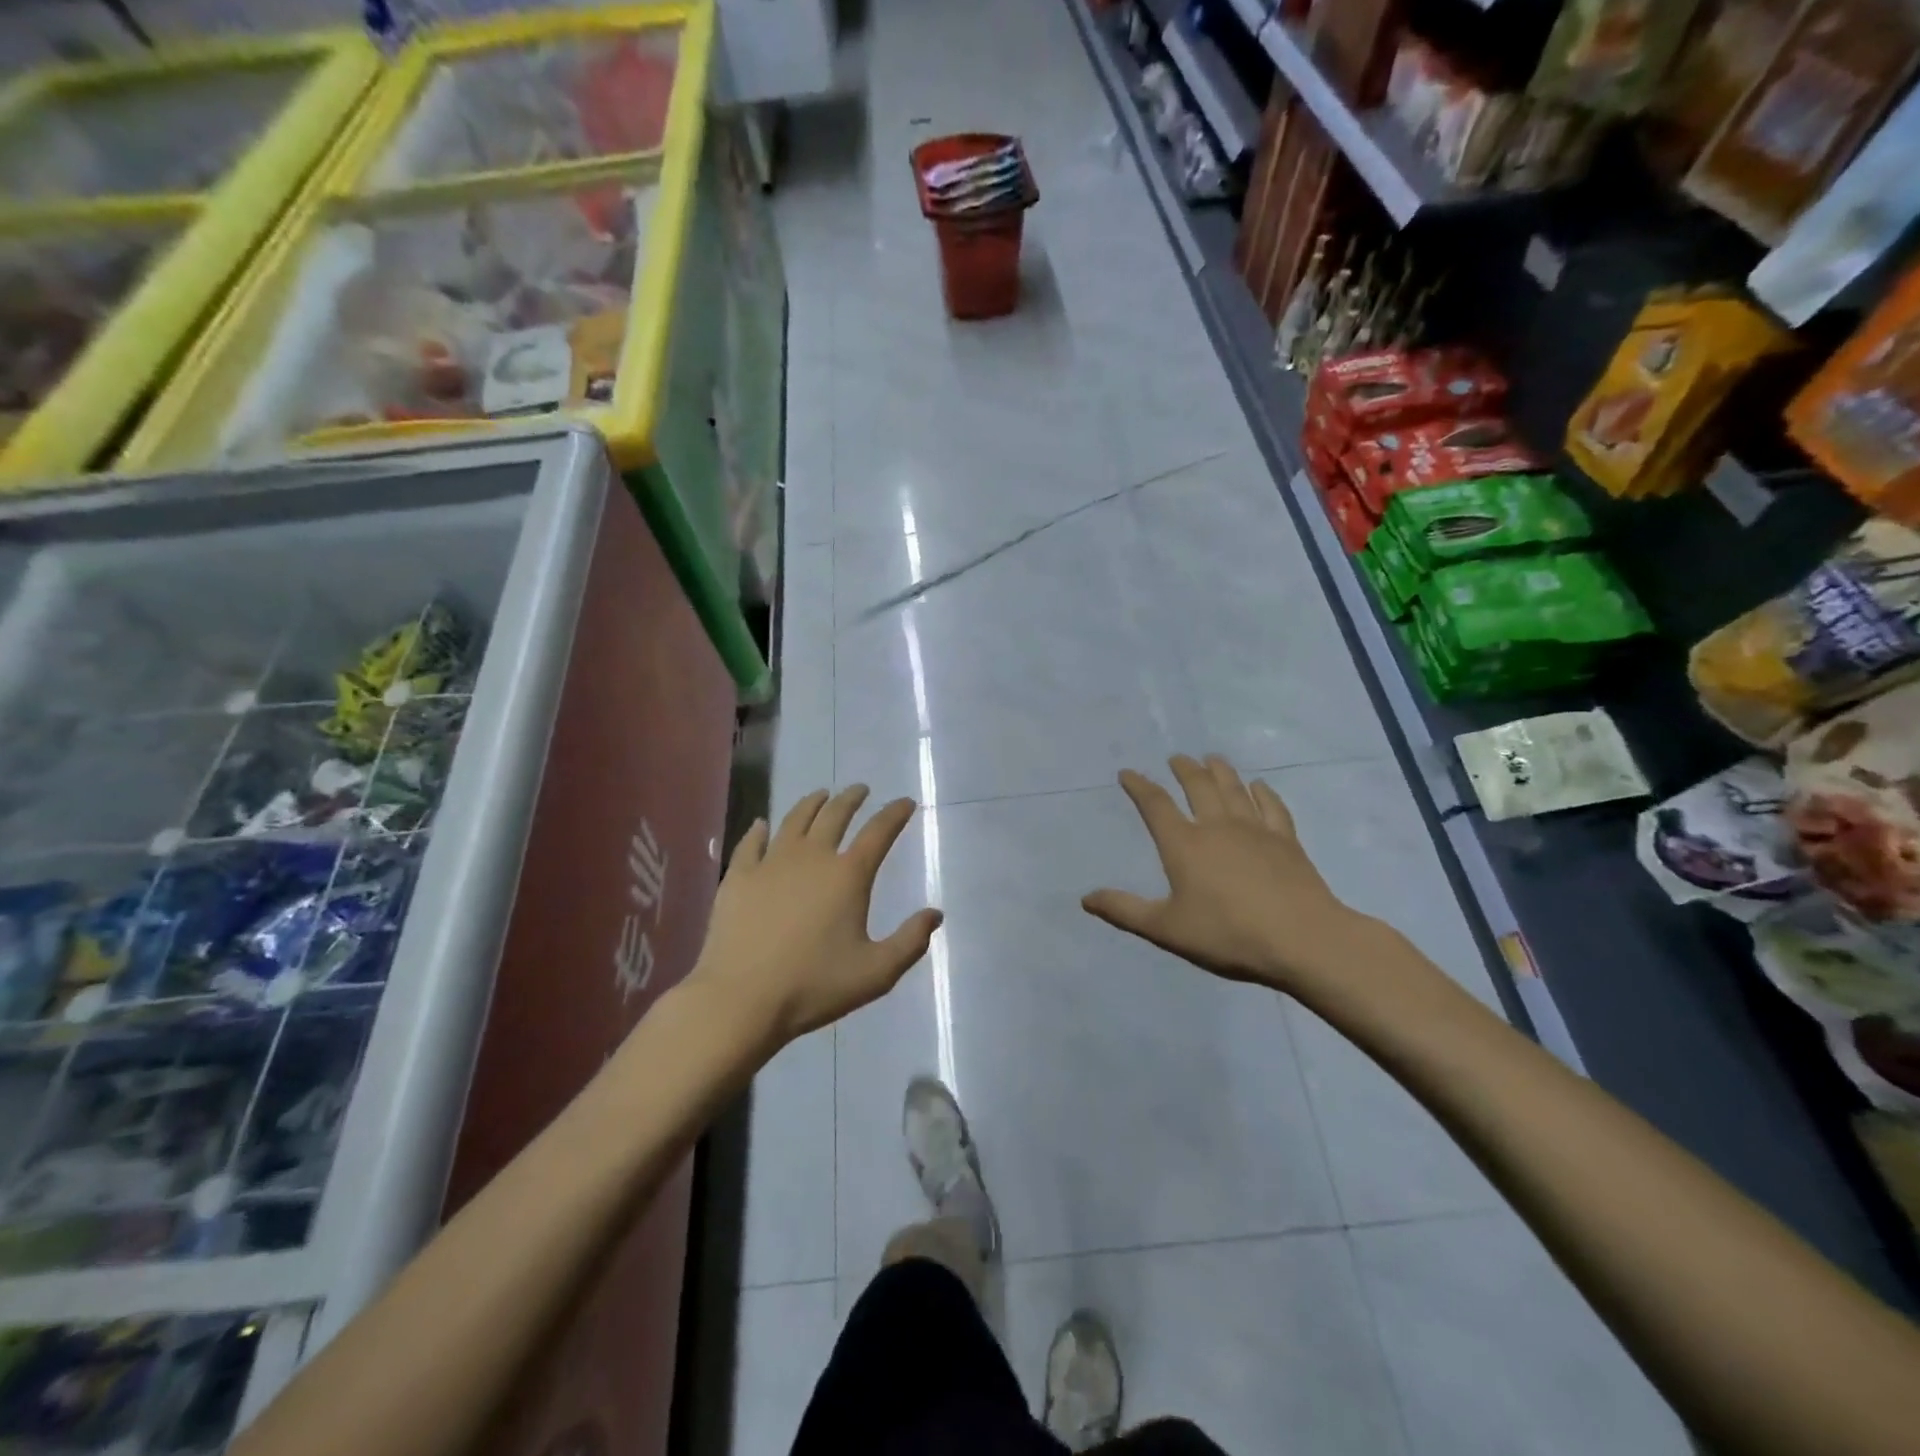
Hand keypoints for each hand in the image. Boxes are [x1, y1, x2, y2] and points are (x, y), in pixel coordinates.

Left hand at [692, 786, 941, 1048]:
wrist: (742, 999)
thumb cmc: (814, 986)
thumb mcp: (876, 973)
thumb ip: (910, 942)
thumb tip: (935, 914)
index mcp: (848, 875)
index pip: (878, 832)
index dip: (895, 814)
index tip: (905, 802)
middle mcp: (812, 857)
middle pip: (835, 815)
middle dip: (851, 798)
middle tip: (860, 790)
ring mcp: (771, 863)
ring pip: (795, 820)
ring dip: (811, 803)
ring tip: (820, 795)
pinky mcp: (739, 877)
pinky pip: (751, 842)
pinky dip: (760, 830)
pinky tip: (762, 824)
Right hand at [1083, 754, 1390, 1001]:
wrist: (1302, 939)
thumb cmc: (1228, 934)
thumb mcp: (1167, 929)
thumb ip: (1125, 911)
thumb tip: (1086, 898)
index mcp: (1184, 845)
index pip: (1155, 805)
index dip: (1139, 786)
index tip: (1128, 773)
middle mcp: (1217, 826)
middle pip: (1198, 786)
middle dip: (1183, 769)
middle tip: (1176, 758)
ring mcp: (1255, 830)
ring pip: (1234, 789)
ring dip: (1220, 771)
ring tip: (1211, 759)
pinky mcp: (1286, 840)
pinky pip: (1272, 806)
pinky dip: (1263, 792)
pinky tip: (1259, 786)